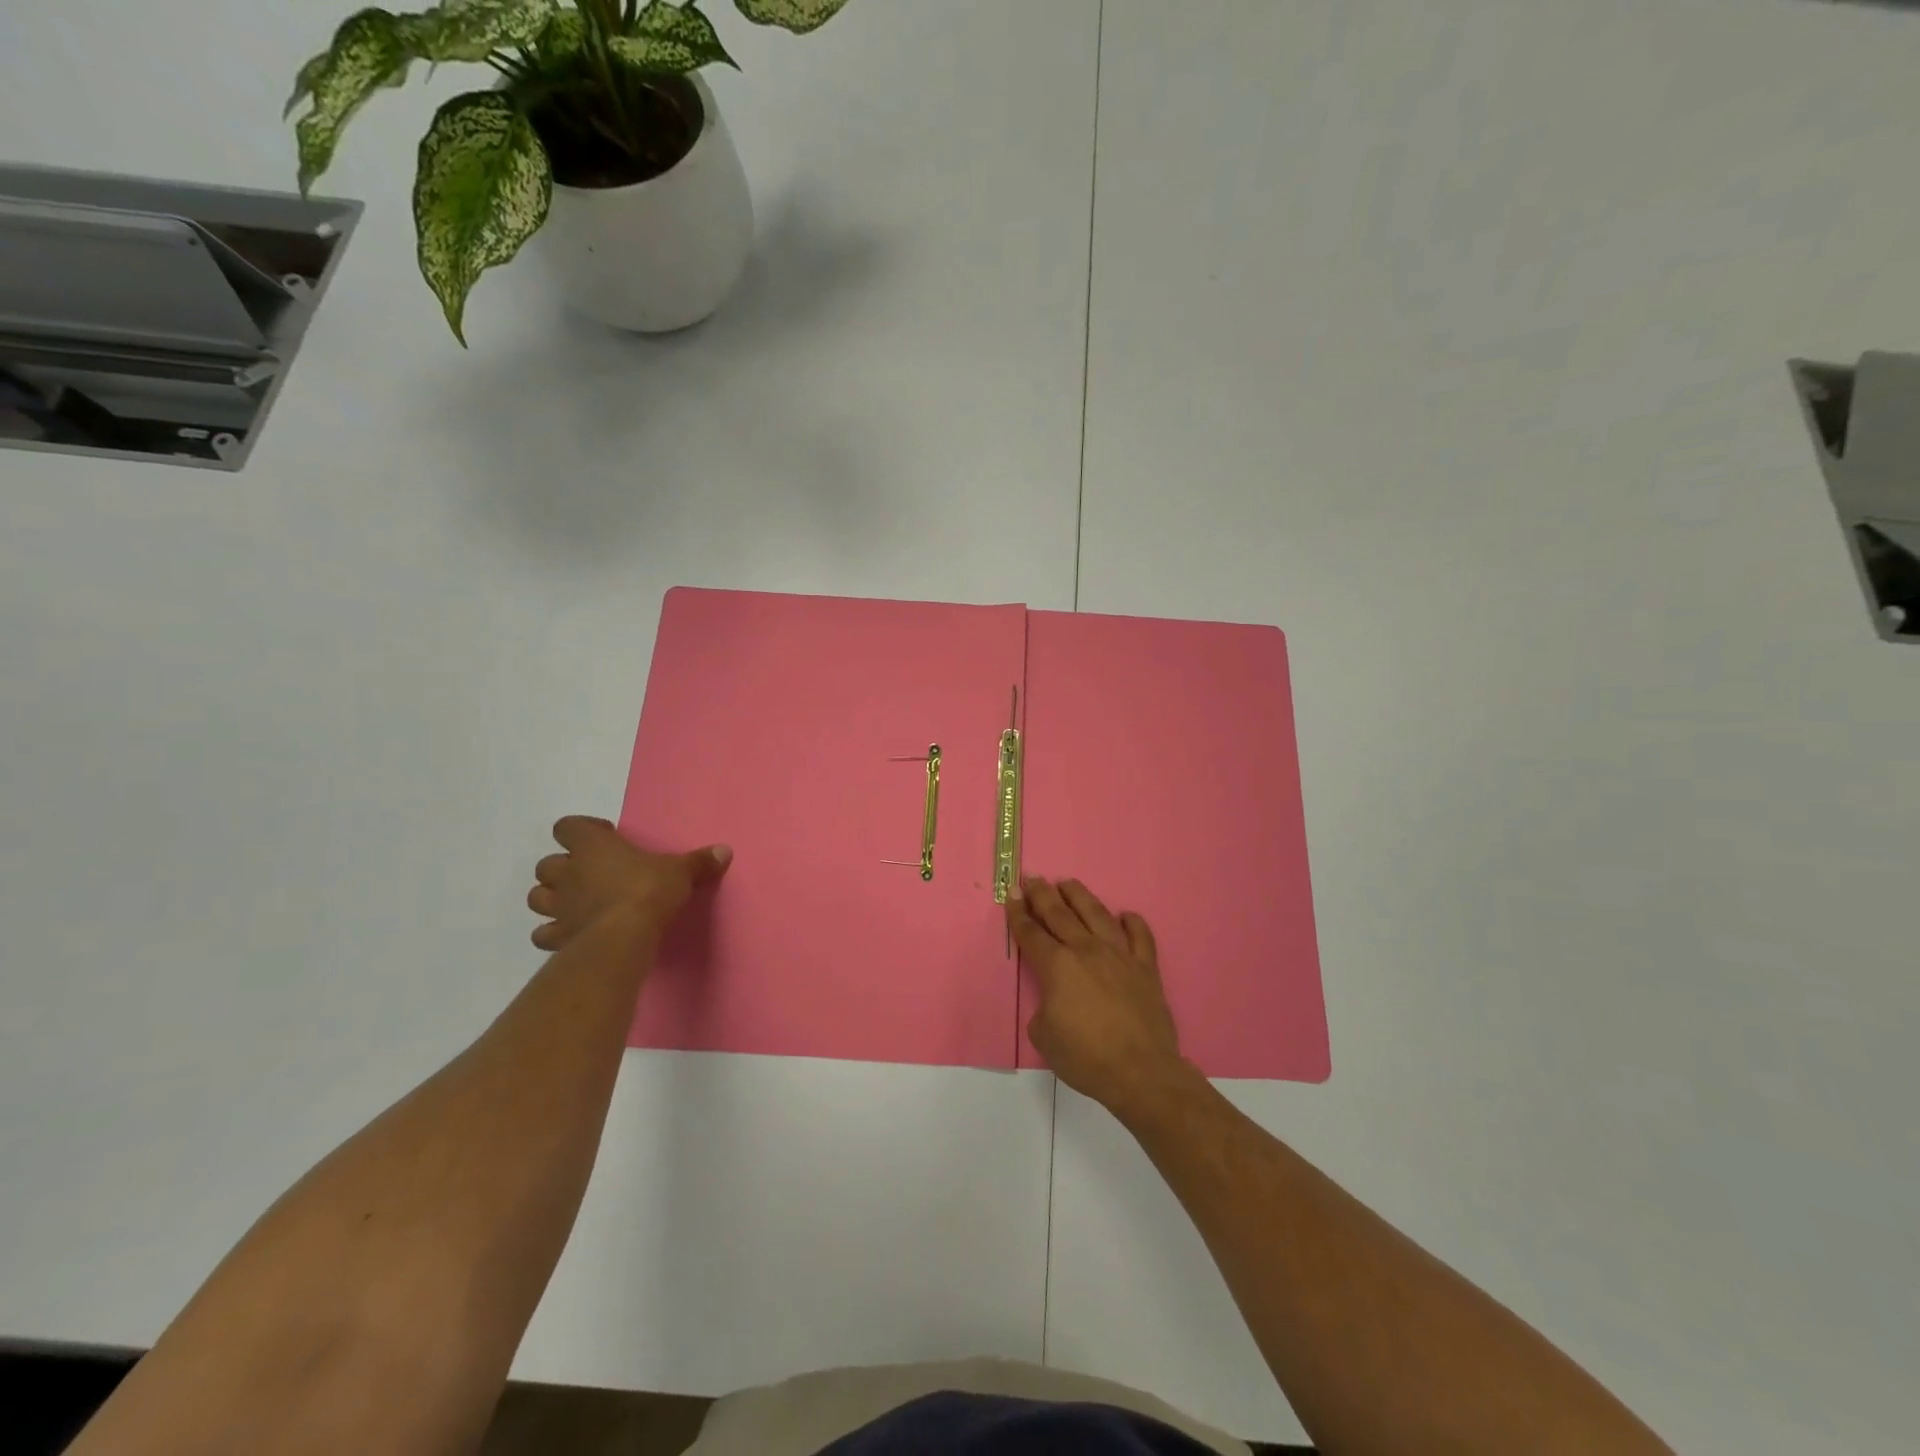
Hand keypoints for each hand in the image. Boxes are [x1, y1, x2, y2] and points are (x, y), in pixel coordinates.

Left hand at [527, 816, 730, 952]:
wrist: (624, 936)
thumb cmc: (648, 891)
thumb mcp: (680, 872)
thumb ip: (699, 862)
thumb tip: (725, 850)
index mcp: (592, 846)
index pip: (568, 826)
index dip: (582, 830)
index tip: (606, 838)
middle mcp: (568, 872)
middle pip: (547, 863)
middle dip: (564, 867)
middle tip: (590, 873)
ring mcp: (558, 906)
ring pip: (537, 896)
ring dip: (552, 897)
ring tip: (576, 902)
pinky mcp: (558, 936)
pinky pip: (543, 933)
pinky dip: (553, 932)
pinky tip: (572, 933)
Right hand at [1008, 876, 1195, 1119]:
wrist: (1140, 1072)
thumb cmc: (1086, 1058)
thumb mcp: (1044, 1037)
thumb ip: (1044, 1008)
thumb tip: (1056, 1000)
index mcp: (1057, 966)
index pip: (1031, 934)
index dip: (1018, 914)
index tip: (1012, 895)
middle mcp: (1086, 950)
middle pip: (1060, 914)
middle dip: (1042, 894)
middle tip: (1032, 878)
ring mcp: (1120, 955)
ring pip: (1097, 914)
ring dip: (1079, 896)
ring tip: (1068, 883)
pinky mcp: (1146, 967)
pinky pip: (1141, 936)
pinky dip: (1132, 923)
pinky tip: (1125, 915)